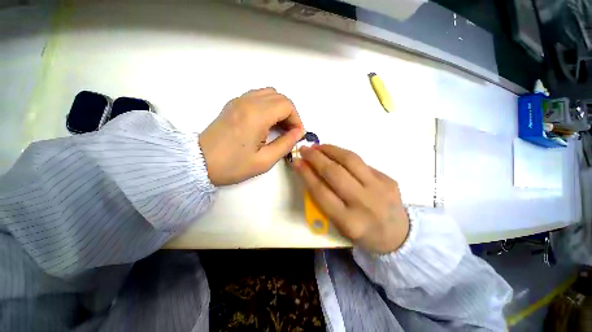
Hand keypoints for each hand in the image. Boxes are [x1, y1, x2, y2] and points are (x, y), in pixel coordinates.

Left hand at [199, 88, 304, 185]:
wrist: (198, 162)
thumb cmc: (233, 165)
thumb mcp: (264, 160)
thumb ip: (285, 144)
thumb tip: (298, 133)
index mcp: (256, 115)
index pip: (287, 105)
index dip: (297, 119)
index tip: (296, 135)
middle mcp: (248, 102)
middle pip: (280, 97)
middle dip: (290, 114)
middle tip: (289, 132)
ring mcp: (239, 100)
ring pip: (269, 94)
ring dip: (279, 108)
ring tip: (279, 127)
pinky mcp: (233, 104)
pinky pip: (257, 97)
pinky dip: (268, 106)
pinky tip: (266, 123)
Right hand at [293, 145, 409, 253]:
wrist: (398, 236)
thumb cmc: (362, 233)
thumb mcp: (339, 225)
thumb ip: (324, 201)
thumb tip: (310, 173)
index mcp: (349, 222)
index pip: (321, 192)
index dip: (306, 174)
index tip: (297, 161)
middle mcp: (364, 203)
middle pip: (334, 173)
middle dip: (316, 158)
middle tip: (305, 149)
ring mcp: (379, 189)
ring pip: (350, 160)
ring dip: (330, 150)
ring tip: (319, 146)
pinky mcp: (388, 179)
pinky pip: (361, 162)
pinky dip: (344, 155)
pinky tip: (336, 154)